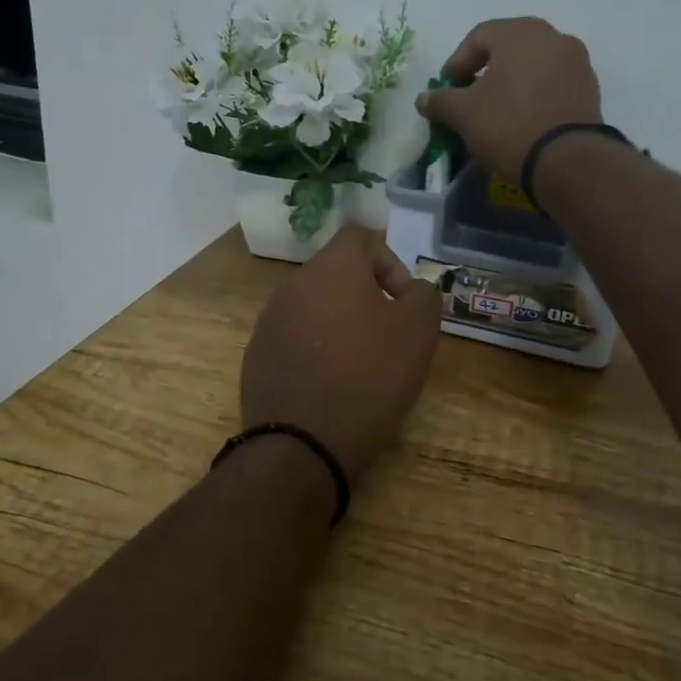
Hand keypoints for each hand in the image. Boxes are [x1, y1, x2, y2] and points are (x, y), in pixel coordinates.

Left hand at [241, 226, 442, 482]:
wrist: (302, 445)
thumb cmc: (369, 377)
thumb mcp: (418, 332)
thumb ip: (424, 295)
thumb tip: (413, 289)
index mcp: (331, 268)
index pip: (360, 235)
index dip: (390, 261)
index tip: (403, 301)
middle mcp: (293, 284)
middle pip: (336, 273)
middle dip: (367, 296)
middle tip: (388, 336)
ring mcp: (269, 321)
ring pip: (314, 307)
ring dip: (340, 324)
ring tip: (360, 365)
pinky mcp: (256, 356)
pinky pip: (294, 339)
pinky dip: (316, 351)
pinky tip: (330, 386)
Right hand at [414, 17, 602, 182]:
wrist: (567, 161)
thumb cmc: (509, 125)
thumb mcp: (463, 114)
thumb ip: (440, 101)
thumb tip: (423, 99)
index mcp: (521, 33)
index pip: (478, 37)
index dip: (456, 63)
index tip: (446, 90)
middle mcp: (553, 37)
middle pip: (509, 49)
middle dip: (485, 72)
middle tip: (469, 98)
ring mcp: (577, 63)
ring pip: (533, 66)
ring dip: (511, 84)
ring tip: (496, 112)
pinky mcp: (590, 90)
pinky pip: (552, 85)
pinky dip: (534, 96)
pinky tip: (522, 120)